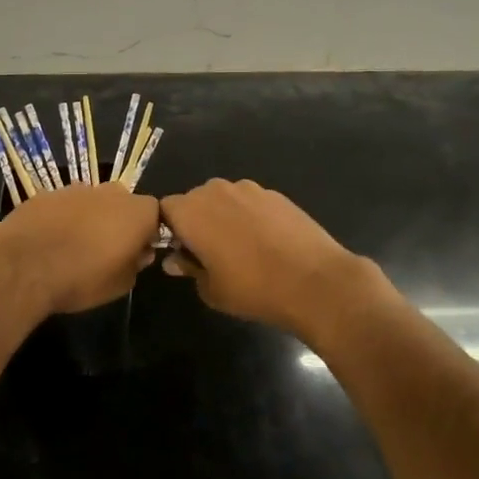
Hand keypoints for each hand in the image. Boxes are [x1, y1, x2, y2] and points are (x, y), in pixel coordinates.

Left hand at [0, 183, 160, 317]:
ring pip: (92, 202)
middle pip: (123, 202)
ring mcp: (77, 189)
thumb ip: (136, 264)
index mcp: (136, 212)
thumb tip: (138, 253)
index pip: (155, 213)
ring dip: (90, 218)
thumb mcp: (121, 285)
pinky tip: (50, 240)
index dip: (148, 232)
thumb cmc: (81, 279)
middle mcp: (110, 192)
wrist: (24, 266)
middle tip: (106, 249)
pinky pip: (64, 205)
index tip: (137, 251)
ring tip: (74, 247)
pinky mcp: (48, 193)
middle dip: (118, 221)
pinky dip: (62, 218)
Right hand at [158, 179, 381, 339]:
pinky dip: (250, 215)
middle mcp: (215, 191)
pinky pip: (250, 201)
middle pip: (194, 199)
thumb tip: (175, 260)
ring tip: (241, 246)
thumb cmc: (253, 289)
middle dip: (196, 221)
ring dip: (224, 215)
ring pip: (223, 198)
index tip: (182, 251)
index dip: (170, 229)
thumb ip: (189, 269)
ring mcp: (248, 188)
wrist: (313, 280)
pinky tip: (266, 241)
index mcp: (191, 212)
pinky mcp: (274, 193)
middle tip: (209, 252)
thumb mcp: (211, 290)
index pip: (165, 209)